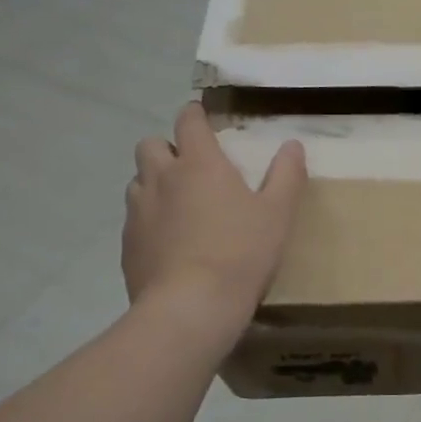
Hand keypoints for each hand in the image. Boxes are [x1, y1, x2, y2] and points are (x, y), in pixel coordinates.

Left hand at [124, 103, 306, 316]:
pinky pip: (135, 219)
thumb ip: (286, 175)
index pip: (188, 121)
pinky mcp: (127, 245)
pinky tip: (169, 244)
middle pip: (150, 145)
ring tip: (179, 206)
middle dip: (167, 148)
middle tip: (191, 168)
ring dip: (155, 184)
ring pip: (138, 182)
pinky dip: (149, 220)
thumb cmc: (241, 253)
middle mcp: (161, 178)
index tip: (202, 117)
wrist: (191, 307)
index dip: (195, 114)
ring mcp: (138, 212)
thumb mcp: (278, 214)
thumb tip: (292, 145)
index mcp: (199, 163)